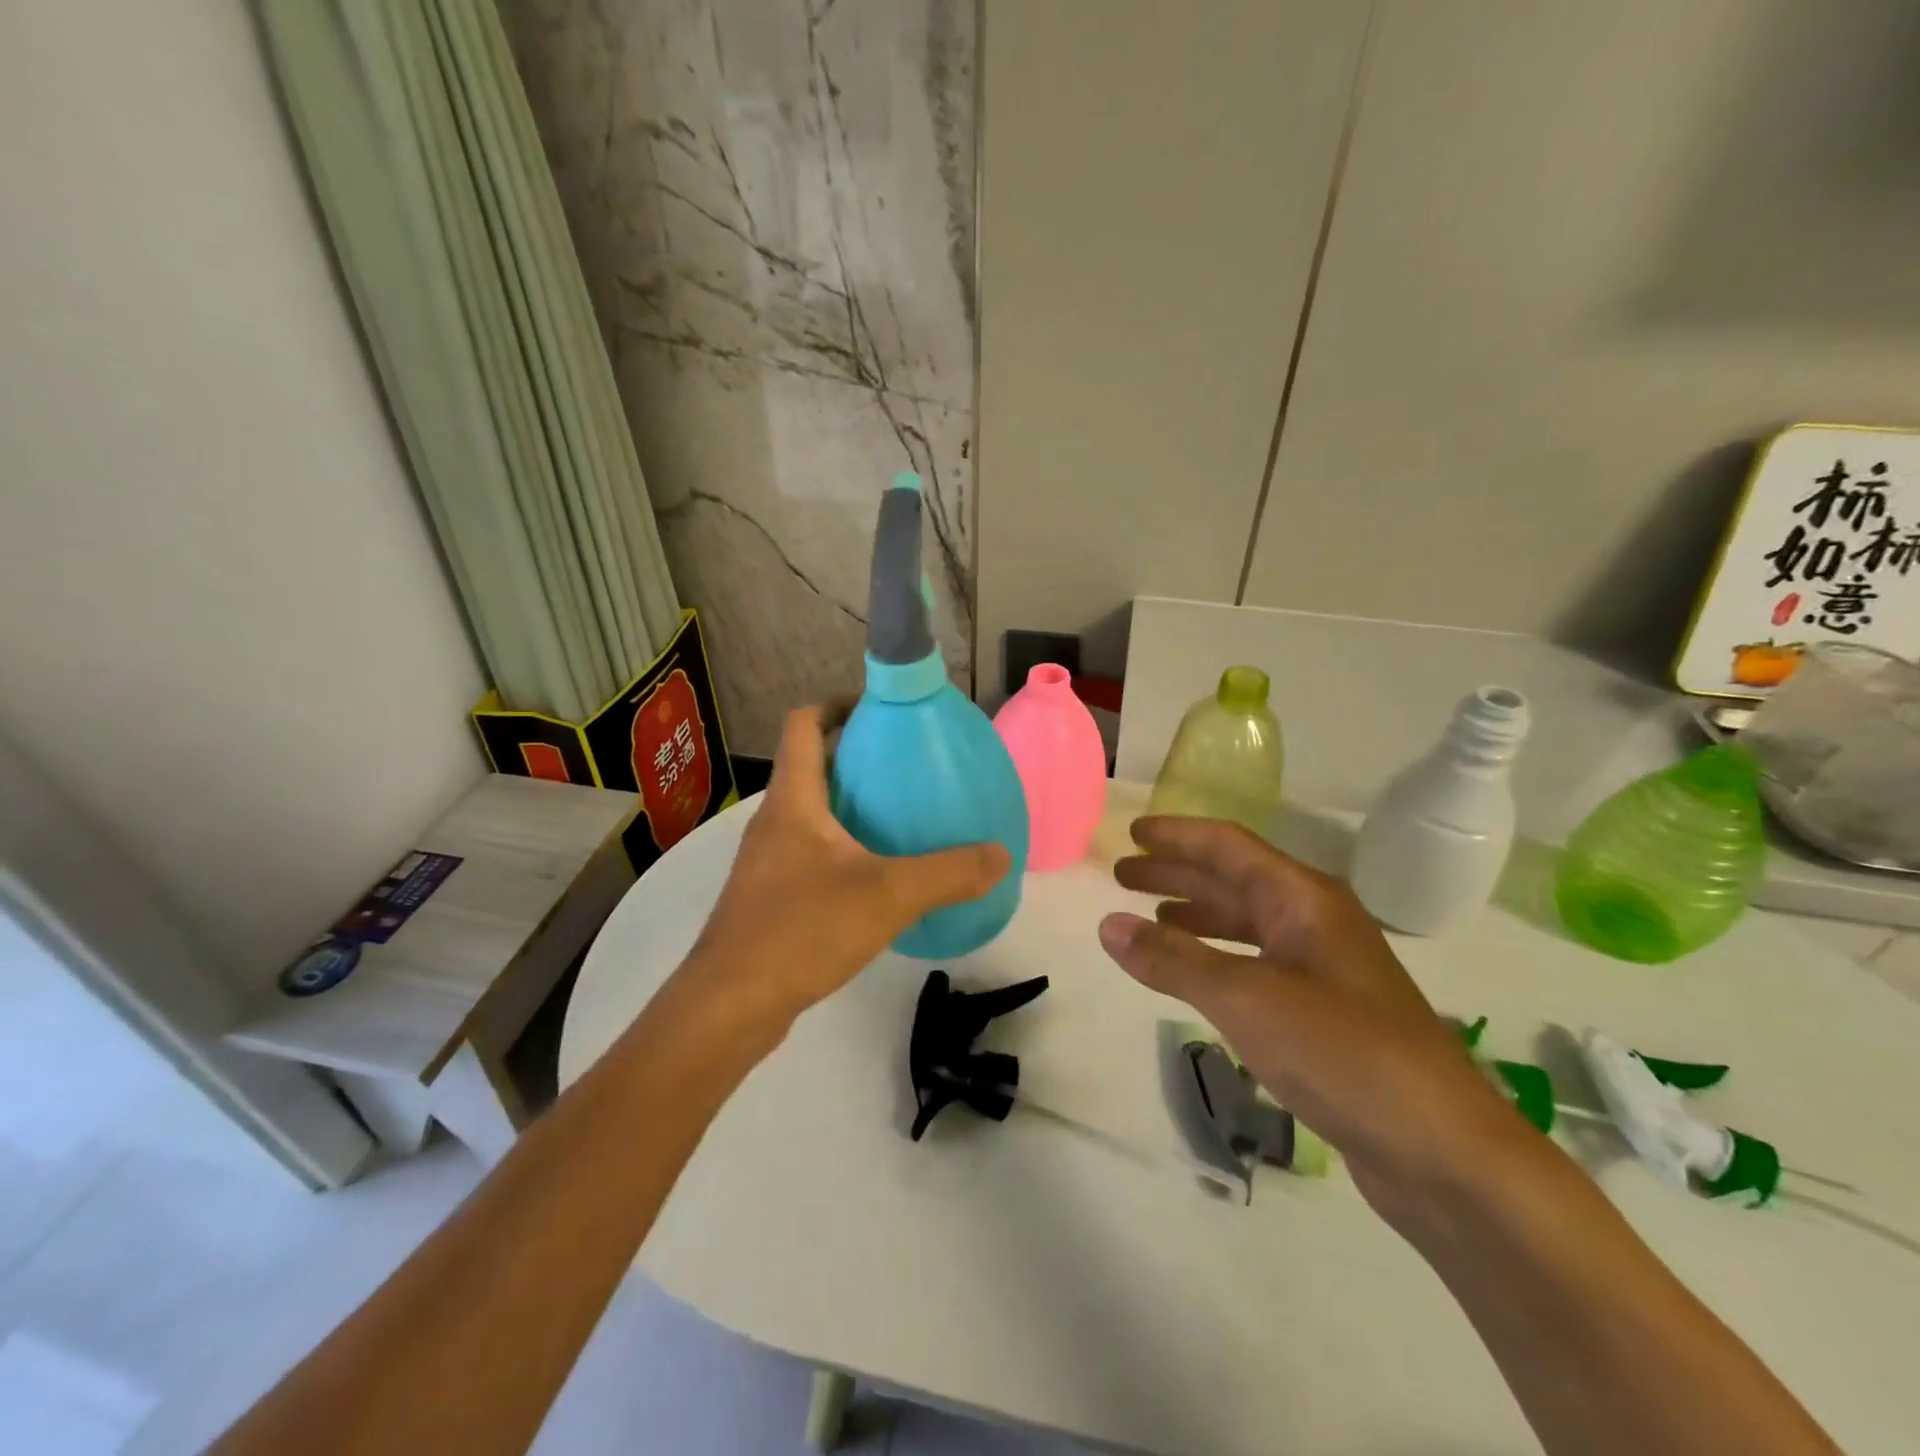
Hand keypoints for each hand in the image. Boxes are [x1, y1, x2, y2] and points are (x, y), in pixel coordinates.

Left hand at [680, 706, 1010, 1025]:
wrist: (730, 1006)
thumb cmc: (802, 930)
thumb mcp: (888, 896)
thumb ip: (948, 873)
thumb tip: (1000, 855)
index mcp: (793, 800)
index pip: (804, 725)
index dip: (838, 704)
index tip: (881, 708)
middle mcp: (774, 821)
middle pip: (810, 765)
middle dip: (855, 755)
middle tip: (907, 764)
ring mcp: (767, 861)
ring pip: (810, 812)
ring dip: (849, 803)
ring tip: (899, 815)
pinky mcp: (769, 897)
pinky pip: (809, 851)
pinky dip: (842, 845)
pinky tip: (876, 874)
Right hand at [1099, 817, 1527, 1220]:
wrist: (1444, 1152)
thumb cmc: (1343, 1054)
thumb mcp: (1245, 999)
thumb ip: (1173, 960)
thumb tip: (1107, 925)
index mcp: (1303, 899)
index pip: (1228, 847)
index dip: (1177, 836)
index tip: (1132, 833)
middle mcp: (1315, 921)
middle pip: (1234, 881)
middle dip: (1177, 874)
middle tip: (1123, 875)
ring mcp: (1323, 967)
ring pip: (1246, 924)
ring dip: (1195, 915)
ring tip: (1148, 917)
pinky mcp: (1326, 1012)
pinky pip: (1256, 964)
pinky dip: (1217, 957)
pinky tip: (1195, 974)